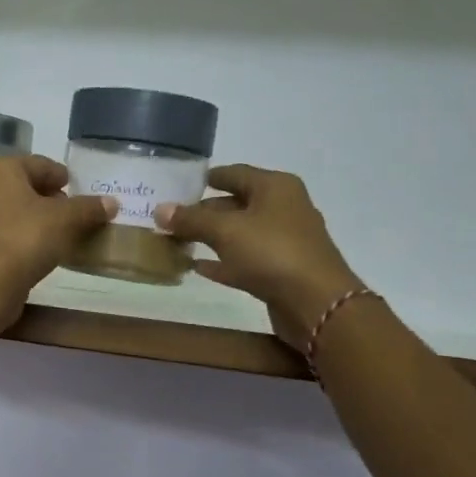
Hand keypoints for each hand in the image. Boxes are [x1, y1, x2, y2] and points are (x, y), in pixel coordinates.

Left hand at [0, 155, 115, 308]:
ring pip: (10, 208)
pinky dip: (20, 234)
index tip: (75, 187)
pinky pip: (2, 230)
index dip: (60, 176)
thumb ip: (89, 208)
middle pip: (21, 185)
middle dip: (47, 196)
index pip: (38, 164)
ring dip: (33, 216)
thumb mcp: (66, 219)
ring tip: (58, 231)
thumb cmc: (26, 237)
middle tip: (70, 211)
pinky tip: (38, 248)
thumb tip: (112, 203)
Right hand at [155, 165, 364, 353]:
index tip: (180, 186)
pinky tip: (198, 268)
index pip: (234, 173)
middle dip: (204, 212)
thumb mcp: (225, 231)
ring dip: (211, 238)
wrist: (315, 303)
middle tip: (171, 220)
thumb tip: (160, 209)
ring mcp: (284, 240)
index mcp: (275, 187)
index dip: (207, 178)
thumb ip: (191, 219)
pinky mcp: (281, 270)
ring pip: (240, 233)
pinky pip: (245, 259)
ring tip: (178, 242)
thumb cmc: (271, 253)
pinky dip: (223, 261)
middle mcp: (283, 207)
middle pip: (236, 204)